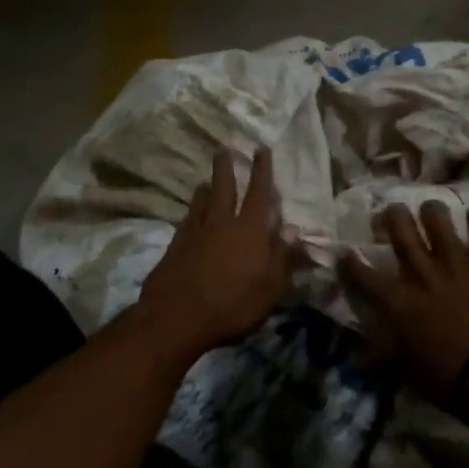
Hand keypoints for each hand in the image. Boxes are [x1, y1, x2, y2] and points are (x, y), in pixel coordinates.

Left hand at [136, 146, 296, 358]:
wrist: (177, 318)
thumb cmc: (233, 305)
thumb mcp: (271, 288)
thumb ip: (283, 257)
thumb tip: (293, 229)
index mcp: (251, 231)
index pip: (260, 193)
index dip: (262, 170)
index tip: (261, 149)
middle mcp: (223, 223)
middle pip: (225, 188)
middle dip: (227, 167)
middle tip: (224, 149)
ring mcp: (196, 233)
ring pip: (203, 201)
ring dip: (207, 187)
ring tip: (207, 179)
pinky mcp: (176, 246)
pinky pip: (187, 219)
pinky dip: (192, 209)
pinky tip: (191, 211)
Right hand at [340, 200, 468, 402]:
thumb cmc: (450, 380)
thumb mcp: (408, 371)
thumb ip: (385, 355)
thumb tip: (361, 357)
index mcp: (398, 302)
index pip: (364, 275)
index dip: (350, 263)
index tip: (346, 253)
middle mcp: (422, 274)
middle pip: (399, 230)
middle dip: (392, 216)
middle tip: (392, 213)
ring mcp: (456, 263)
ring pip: (437, 219)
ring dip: (432, 211)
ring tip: (432, 211)